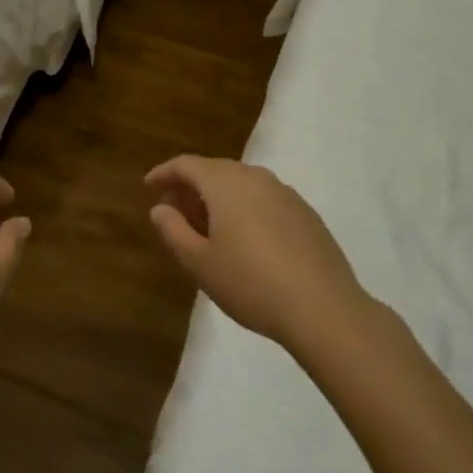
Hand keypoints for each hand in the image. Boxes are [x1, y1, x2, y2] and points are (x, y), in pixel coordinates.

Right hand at [145, 156, 367, 353]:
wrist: (323, 308)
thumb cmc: (250, 283)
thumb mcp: (200, 263)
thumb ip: (174, 230)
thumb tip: (160, 208)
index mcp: (225, 183)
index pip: (187, 165)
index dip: (164, 173)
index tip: (149, 187)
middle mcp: (255, 177)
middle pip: (215, 170)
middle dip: (191, 187)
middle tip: (175, 212)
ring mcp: (285, 193)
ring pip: (241, 184)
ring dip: (219, 198)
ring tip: (207, 228)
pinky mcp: (305, 213)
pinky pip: (264, 199)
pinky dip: (245, 208)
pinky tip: (245, 239)